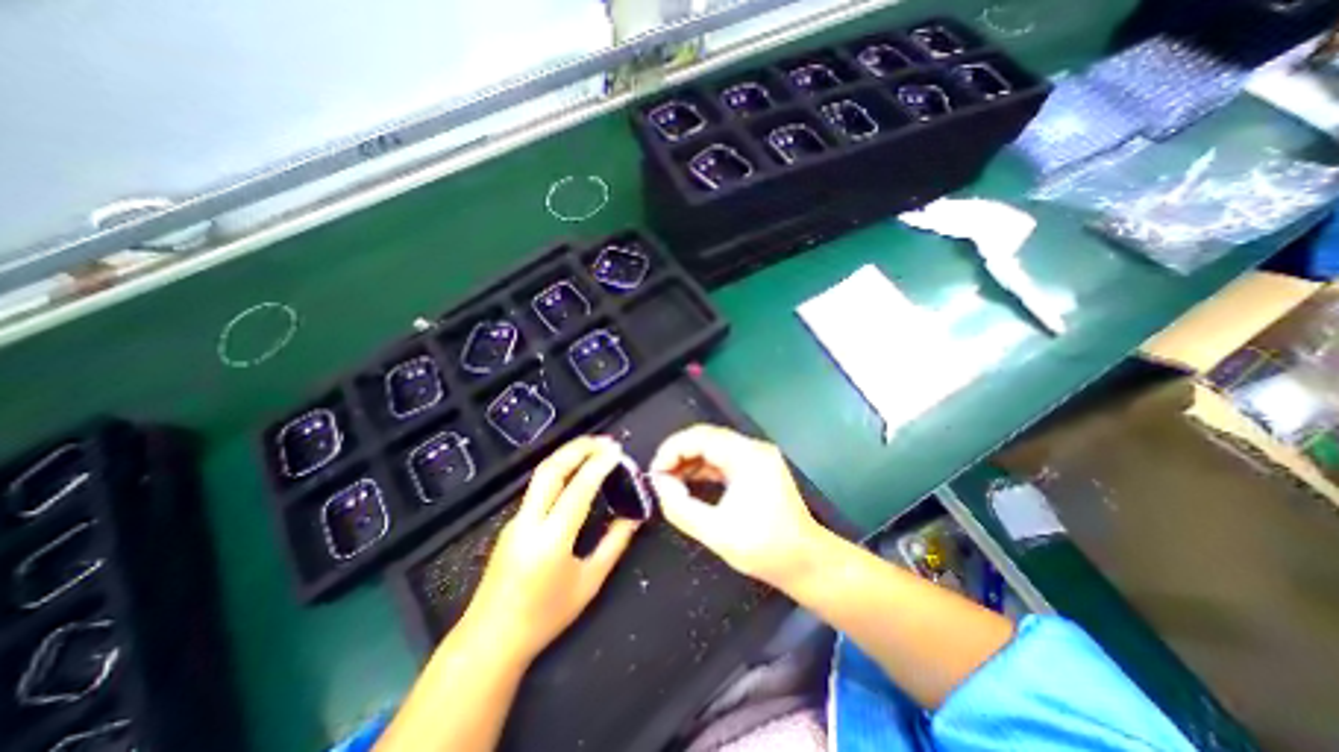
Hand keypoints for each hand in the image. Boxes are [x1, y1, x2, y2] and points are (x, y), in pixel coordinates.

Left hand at [468, 436, 642, 662]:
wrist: (489, 640)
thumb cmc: (544, 617)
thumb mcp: (589, 583)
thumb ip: (614, 544)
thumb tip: (634, 516)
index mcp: (551, 540)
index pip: (578, 489)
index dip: (599, 465)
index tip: (617, 451)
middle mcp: (529, 522)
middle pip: (551, 470)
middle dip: (578, 447)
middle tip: (605, 440)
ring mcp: (516, 520)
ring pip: (541, 474)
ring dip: (567, 454)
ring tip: (593, 447)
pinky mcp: (513, 522)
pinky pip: (538, 487)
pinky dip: (560, 470)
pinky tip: (576, 471)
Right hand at [651, 425, 826, 588]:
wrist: (807, 563)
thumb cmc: (765, 549)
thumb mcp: (716, 532)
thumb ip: (681, 507)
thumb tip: (659, 484)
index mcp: (747, 457)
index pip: (701, 437)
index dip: (673, 449)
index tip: (655, 471)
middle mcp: (753, 449)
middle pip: (707, 438)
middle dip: (678, 454)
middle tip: (659, 476)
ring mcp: (757, 457)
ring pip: (714, 447)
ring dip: (689, 461)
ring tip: (668, 481)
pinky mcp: (757, 468)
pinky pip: (723, 459)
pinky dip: (703, 468)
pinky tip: (688, 482)